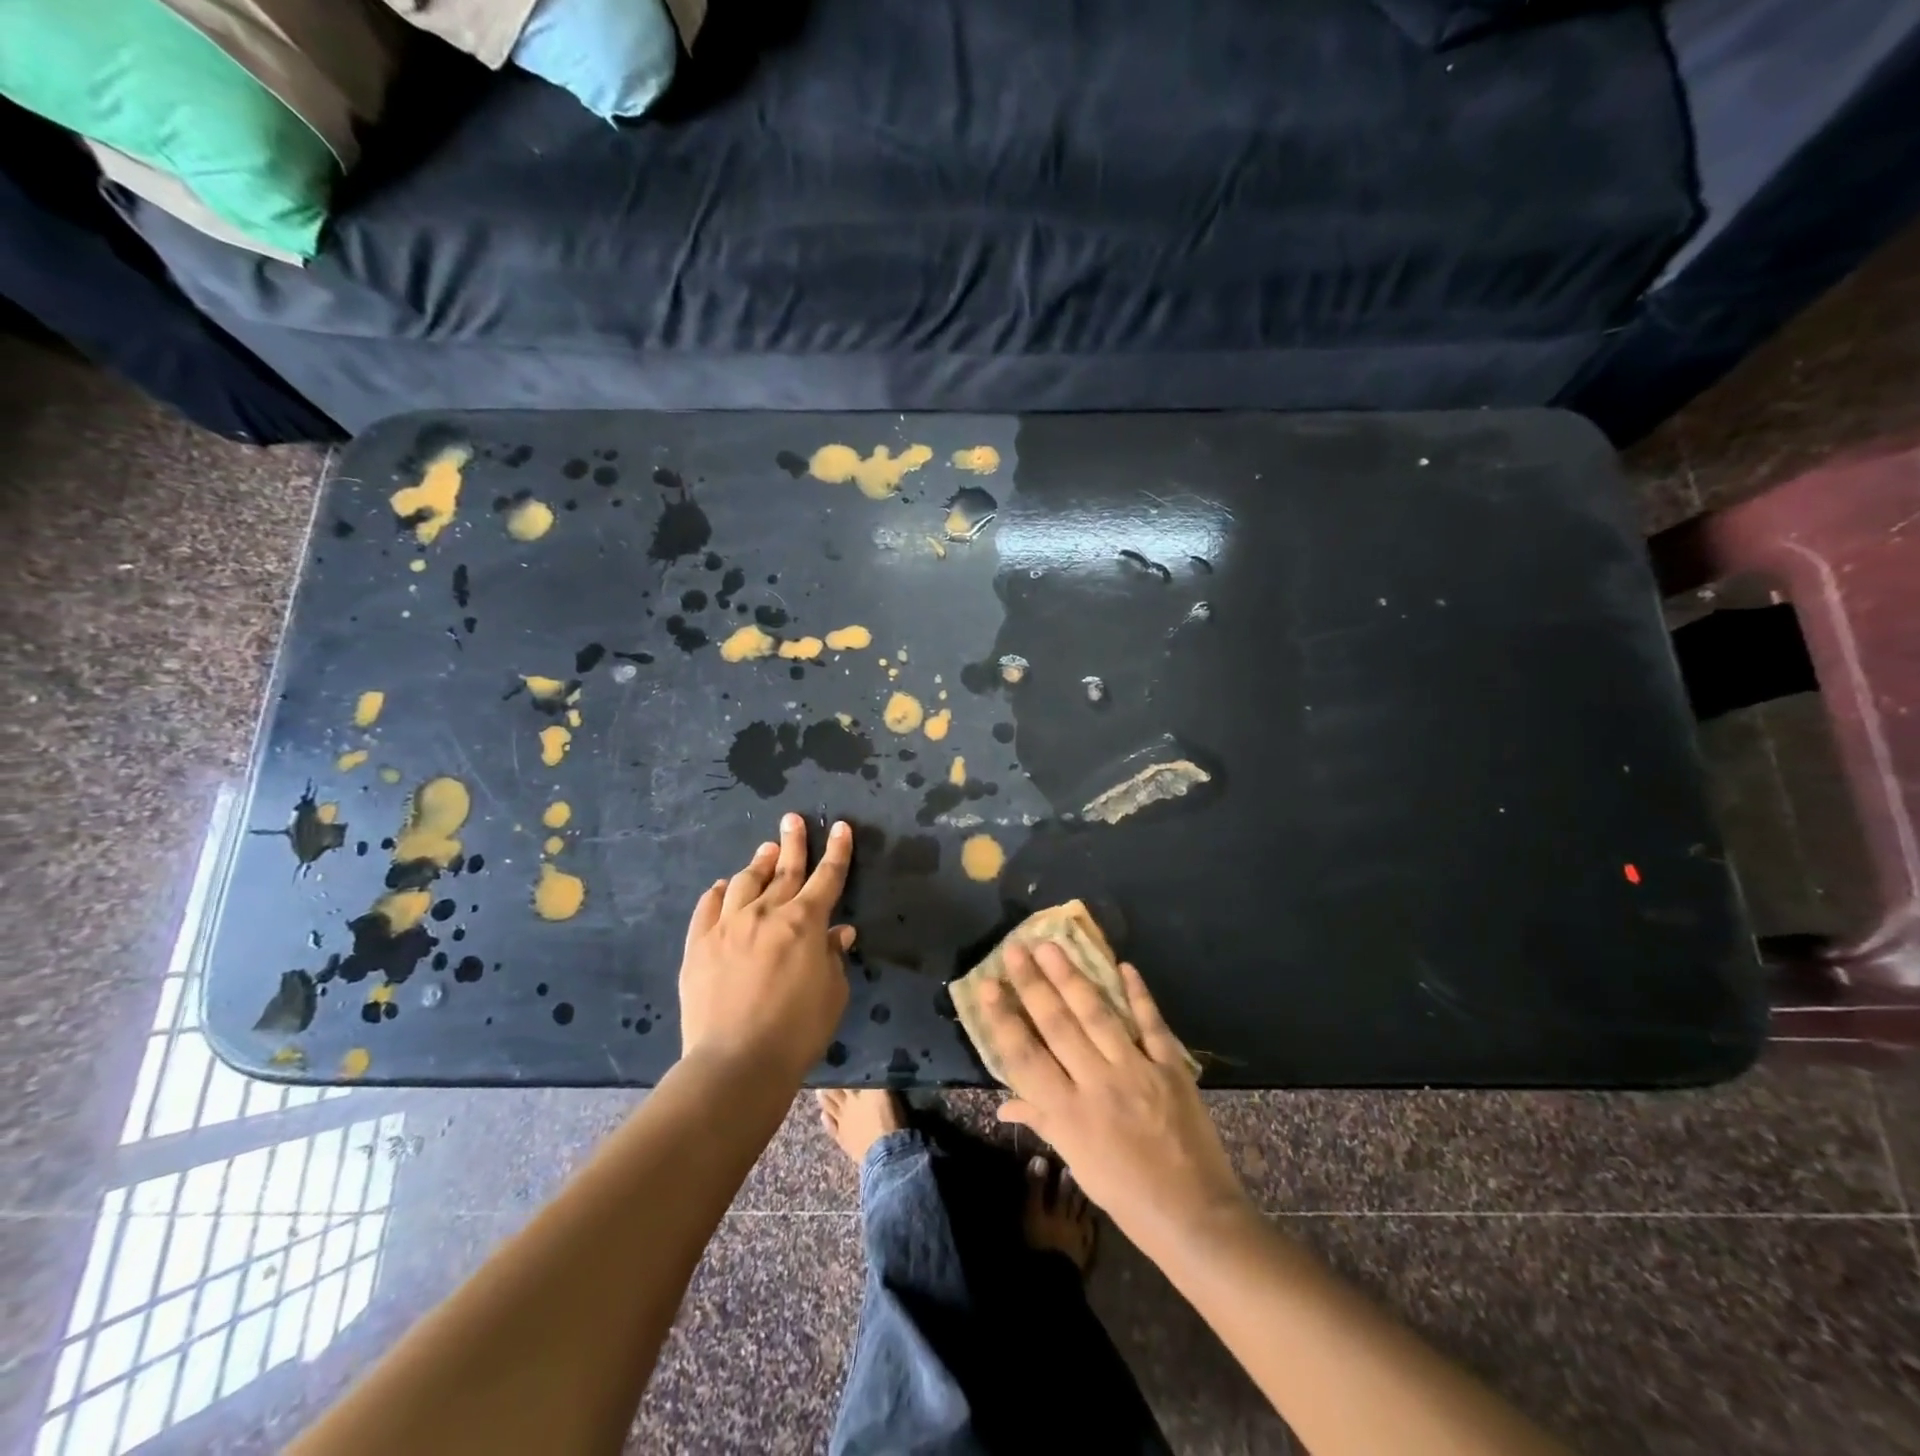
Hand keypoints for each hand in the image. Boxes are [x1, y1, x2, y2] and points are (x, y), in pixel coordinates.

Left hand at [679, 814, 853, 1080]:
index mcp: (805, 922)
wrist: (736, 1062)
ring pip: (745, 881)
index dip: (838, 851)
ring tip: (765, 852)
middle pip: (784, 868)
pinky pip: (709, 906)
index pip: (827, 876)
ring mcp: (728, 925)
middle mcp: (766, 912)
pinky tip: (724, 888)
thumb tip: (838, 931)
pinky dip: (720, 892)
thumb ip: (833, 956)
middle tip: (793, 819)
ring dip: (758, 863)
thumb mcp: (833, 993)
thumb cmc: (797, 1030)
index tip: (841, 827)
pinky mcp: (699, 944)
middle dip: (794, 841)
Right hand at [979, 944, 1251, 1249]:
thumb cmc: (1126, 1196)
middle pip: (1058, 1024)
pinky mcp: (1170, 1067)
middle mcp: (1097, 1084)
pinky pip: (1151, 1023)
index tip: (987, 985)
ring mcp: (1136, 1070)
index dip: (1003, 1019)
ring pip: (1097, 1014)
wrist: (1194, 1217)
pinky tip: (1124, 966)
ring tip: (1051, 946)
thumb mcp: (1078, 1164)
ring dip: (1072, 977)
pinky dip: (1138, 994)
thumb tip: (1003, 1103)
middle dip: (1033, 983)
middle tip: (1015, 948)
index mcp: (1069, 1114)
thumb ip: (1044, 1122)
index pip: (1025, 1057)